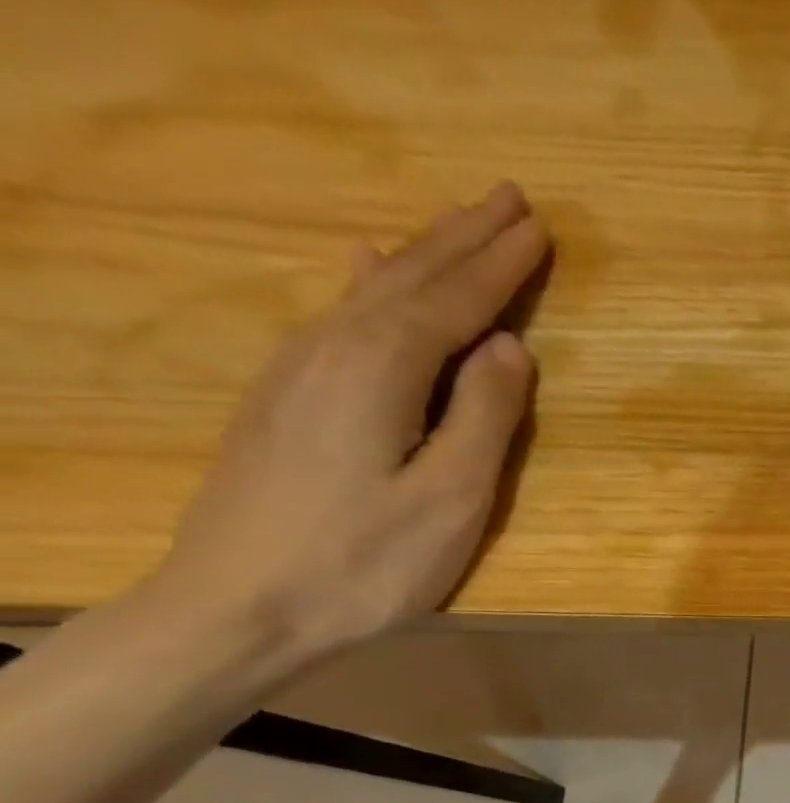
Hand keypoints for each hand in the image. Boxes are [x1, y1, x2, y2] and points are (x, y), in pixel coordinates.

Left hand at [150, 181, 549, 667]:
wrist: (238, 604)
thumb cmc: (365, 562)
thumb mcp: (450, 499)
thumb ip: (485, 418)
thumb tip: (511, 348)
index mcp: (382, 369)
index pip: (456, 302)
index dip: (501, 266)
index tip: (538, 227)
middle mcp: (334, 348)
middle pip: (411, 278)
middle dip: (464, 238)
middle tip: (509, 198)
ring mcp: (300, 368)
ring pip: (374, 289)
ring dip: (425, 253)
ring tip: (460, 225)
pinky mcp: (286, 395)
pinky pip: (344, 313)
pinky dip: (374, 282)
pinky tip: (371, 266)